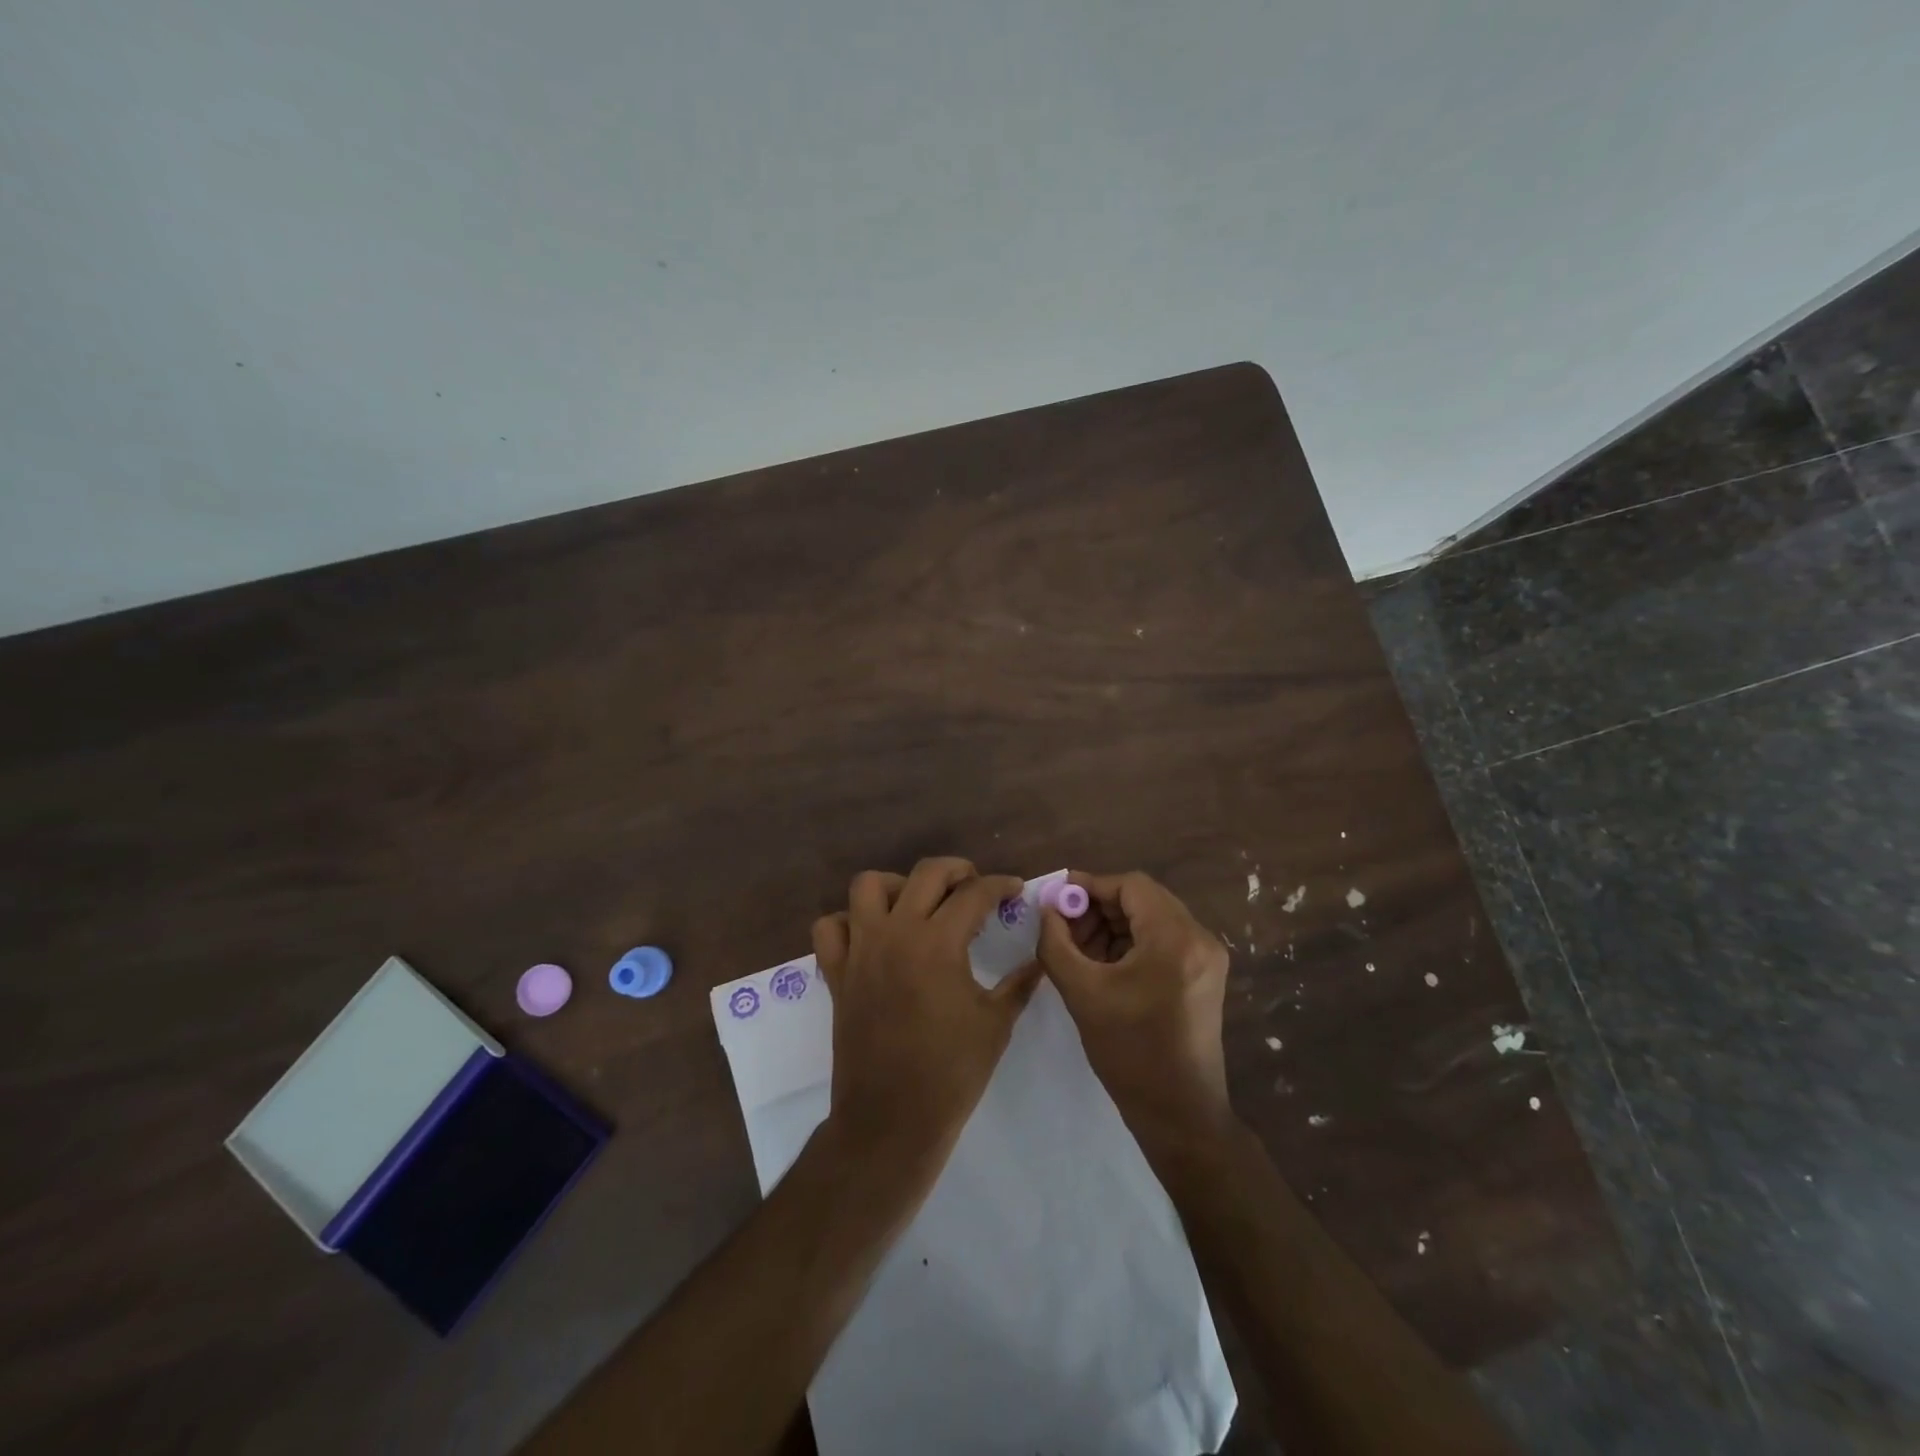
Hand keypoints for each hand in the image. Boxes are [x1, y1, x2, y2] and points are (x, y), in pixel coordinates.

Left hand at [812, 858, 1042, 1174]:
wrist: (892, 1120)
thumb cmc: (951, 1072)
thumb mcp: (996, 1024)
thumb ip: (1019, 983)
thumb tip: (1039, 959)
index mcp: (938, 942)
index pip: (975, 893)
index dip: (1000, 885)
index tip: (1014, 889)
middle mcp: (896, 933)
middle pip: (926, 873)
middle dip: (957, 870)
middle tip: (974, 886)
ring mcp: (860, 950)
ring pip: (868, 886)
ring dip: (897, 885)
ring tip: (918, 904)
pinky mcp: (837, 973)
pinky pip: (830, 928)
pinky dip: (848, 922)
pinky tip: (872, 936)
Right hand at [1037, 871, 1233, 1150]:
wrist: (1179, 1114)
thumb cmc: (1129, 1053)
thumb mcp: (1082, 992)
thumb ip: (1056, 942)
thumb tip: (1047, 909)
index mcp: (1176, 938)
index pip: (1131, 886)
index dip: (1090, 886)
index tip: (1057, 899)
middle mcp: (1200, 938)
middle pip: (1143, 899)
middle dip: (1099, 907)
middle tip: (1063, 926)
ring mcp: (1207, 957)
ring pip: (1152, 918)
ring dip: (1113, 925)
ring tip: (1079, 948)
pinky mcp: (1204, 974)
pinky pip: (1162, 940)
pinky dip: (1131, 942)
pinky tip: (1103, 963)